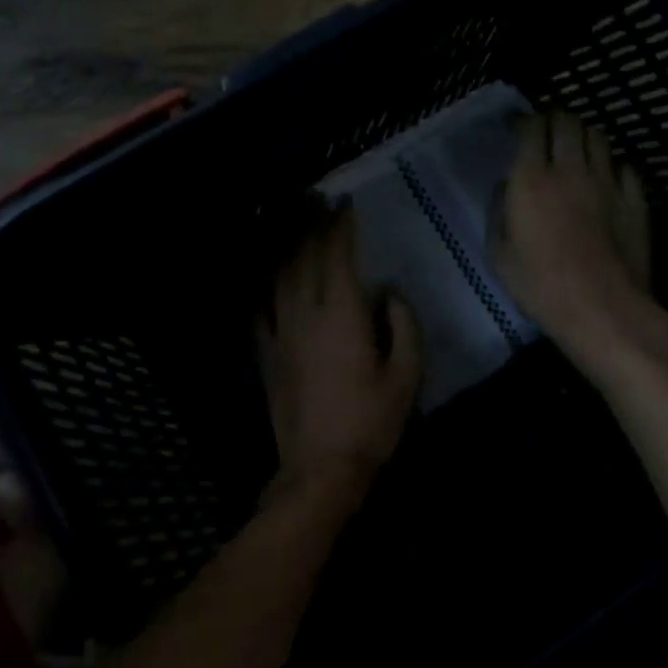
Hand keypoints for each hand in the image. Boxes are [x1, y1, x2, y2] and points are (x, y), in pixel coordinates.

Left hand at [257, 204, 422, 502]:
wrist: (319, 468)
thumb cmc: (370, 422)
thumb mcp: (407, 376)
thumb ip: (404, 326)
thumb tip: (389, 292)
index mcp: (341, 313)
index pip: (337, 255)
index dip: (340, 225)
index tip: (344, 203)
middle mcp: (305, 312)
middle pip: (305, 256)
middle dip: (312, 224)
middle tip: (318, 199)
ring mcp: (280, 332)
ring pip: (280, 275)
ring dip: (288, 245)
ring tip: (295, 223)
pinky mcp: (266, 353)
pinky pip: (261, 308)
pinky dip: (265, 285)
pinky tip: (268, 277)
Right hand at [492, 111, 667, 370]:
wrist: (603, 309)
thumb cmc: (541, 286)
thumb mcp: (499, 254)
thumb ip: (498, 212)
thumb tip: (505, 187)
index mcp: (532, 180)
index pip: (532, 128)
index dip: (524, 121)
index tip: (516, 126)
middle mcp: (571, 170)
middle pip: (568, 122)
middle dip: (555, 118)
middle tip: (547, 129)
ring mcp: (608, 182)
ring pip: (599, 137)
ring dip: (583, 135)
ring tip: (576, 146)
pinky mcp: (635, 199)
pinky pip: (625, 167)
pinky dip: (612, 164)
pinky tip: (606, 176)